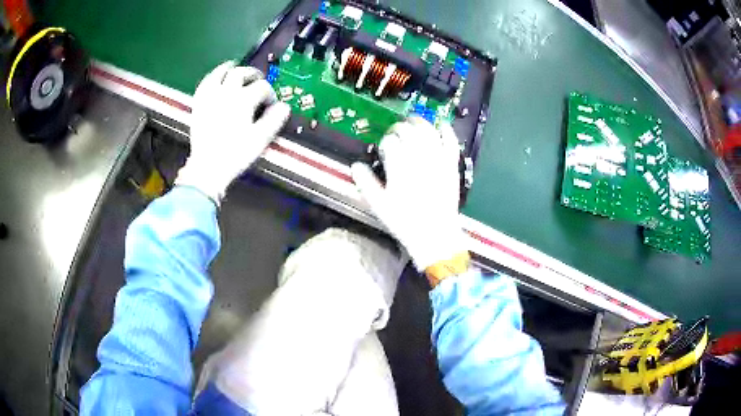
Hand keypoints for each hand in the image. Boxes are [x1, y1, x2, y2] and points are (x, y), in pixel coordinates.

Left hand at [176, 61, 290, 203]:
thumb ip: (274, 120)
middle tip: (258, 80)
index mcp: (243, 100)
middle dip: (253, 75)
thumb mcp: (260, 139)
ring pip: (221, 72)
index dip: (270, 94)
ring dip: (231, 68)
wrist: (208, 168)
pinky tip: (215, 78)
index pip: (262, 88)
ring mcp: (210, 97)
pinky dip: (212, 77)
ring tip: (236, 68)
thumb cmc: (235, 154)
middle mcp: (226, 93)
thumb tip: (284, 107)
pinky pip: (205, 83)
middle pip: (242, 73)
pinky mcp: (199, 104)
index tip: (272, 105)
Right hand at [351, 117, 467, 272]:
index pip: (390, 141)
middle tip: (394, 133)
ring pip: (428, 131)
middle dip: (398, 128)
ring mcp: (438, 159)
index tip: (383, 148)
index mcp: (400, 166)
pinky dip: (446, 130)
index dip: (385, 142)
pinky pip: (451, 142)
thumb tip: (355, 165)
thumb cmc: (404, 221)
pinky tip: (441, 124)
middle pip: (408, 131)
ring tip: (412, 122)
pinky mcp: (451, 165)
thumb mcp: (379, 205)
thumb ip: (365, 183)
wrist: (435, 234)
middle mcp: (419, 157)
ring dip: (419, 122)